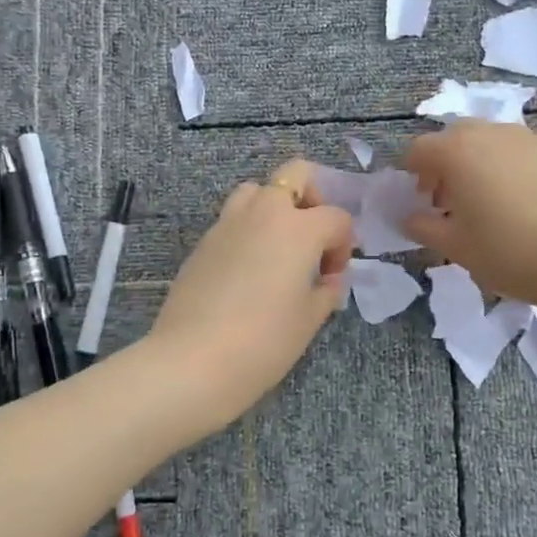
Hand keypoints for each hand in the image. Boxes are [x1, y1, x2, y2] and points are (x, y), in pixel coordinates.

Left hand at [148, 161, 354, 430]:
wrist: (192, 361)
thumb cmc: (263, 341)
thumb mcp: (309, 319)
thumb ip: (326, 291)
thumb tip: (329, 280)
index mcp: (299, 228)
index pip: (336, 217)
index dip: (344, 245)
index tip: (333, 277)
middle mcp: (263, 213)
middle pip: (296, 175)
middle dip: (313, 199)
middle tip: (312, 239)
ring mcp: (227, 223)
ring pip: (256, 191)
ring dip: (274, 208)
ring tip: (278, 250)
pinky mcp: (202, 242)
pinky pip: (232, 220)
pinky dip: (247, 231)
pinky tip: (248, 271)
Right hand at [403, 120, 536, 305]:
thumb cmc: (510, 253)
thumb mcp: (456, 249)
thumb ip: (424, 228)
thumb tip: (410, 217)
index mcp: (457, 152)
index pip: (419, 149)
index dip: (414, 174)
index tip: (424, 202)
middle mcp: (493, 133)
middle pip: (457, 138)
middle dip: (449, 164)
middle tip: (456, 202)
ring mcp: (533, 137)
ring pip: (495, 141)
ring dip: (485, 163)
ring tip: (498, 203)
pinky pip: (529, 152)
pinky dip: (520, 168)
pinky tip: (535, 203)